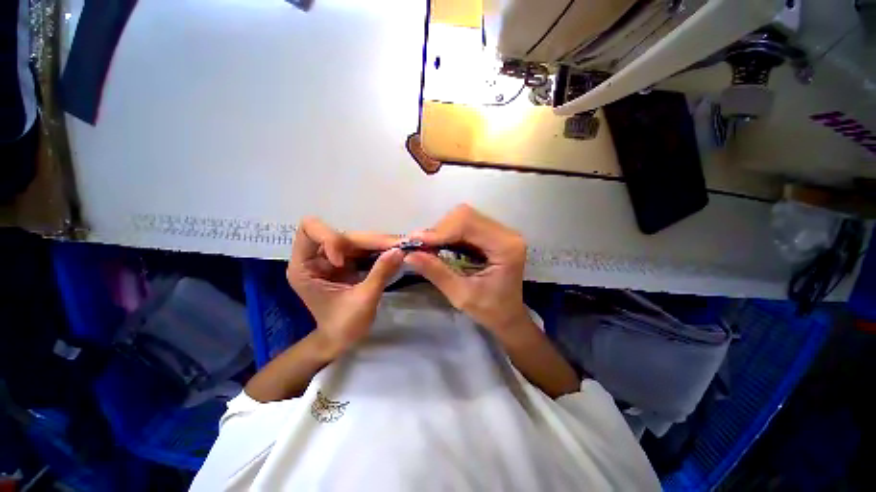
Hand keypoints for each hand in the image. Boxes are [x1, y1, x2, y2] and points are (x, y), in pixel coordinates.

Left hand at [286, 217, 403, 356]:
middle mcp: (318, 257)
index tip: (343, 261)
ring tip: (404, 248)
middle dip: (373, 240)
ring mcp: (335, 258)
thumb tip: (399, 250)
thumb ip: (380, 273)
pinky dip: (382, 250)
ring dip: (382, 243)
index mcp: (305, 266)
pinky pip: (366, 249)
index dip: (331, 238)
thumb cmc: (343, 327)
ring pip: (359, 240)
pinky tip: (396, 254)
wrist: (342, 340)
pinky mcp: (349, 262)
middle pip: (345, 235)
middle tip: (401, 245)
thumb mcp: (363, 300)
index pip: (310, 230)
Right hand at [404, 204, 529, 338]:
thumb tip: (409, 254)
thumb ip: (437, 272)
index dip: (440, 231)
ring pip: (464, 217)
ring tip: (429, 248)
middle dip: (440, 230)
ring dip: (443, 230)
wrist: (508, 316)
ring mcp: (501, 232)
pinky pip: (466, 225)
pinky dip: (449, 233)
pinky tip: (441, 246)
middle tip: (421, 247)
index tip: (416, 242)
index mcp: (506, 247)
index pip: (468, 224)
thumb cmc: (490, 311)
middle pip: (466, 216)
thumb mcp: (461, 295)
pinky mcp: (493, 234)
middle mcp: (507, 233)